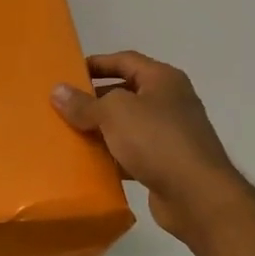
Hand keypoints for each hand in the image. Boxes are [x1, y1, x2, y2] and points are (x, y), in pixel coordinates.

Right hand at [52, 51, 246, 239]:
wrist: (197, 195)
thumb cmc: (157, 140)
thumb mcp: (114, 113)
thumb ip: (84, 103)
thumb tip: (58, 91)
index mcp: (163, 79)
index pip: (125, 60)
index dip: (96, 63)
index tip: (68, 73)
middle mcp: (170, 102)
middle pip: (125, 92)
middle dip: (94, 99)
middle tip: (63, 106)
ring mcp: (170, 134)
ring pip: (127, 125)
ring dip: (101, 129)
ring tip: (70, 134)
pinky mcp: (166, 163)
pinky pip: (132, 153)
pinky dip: (112, 155)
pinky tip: (90, 162)